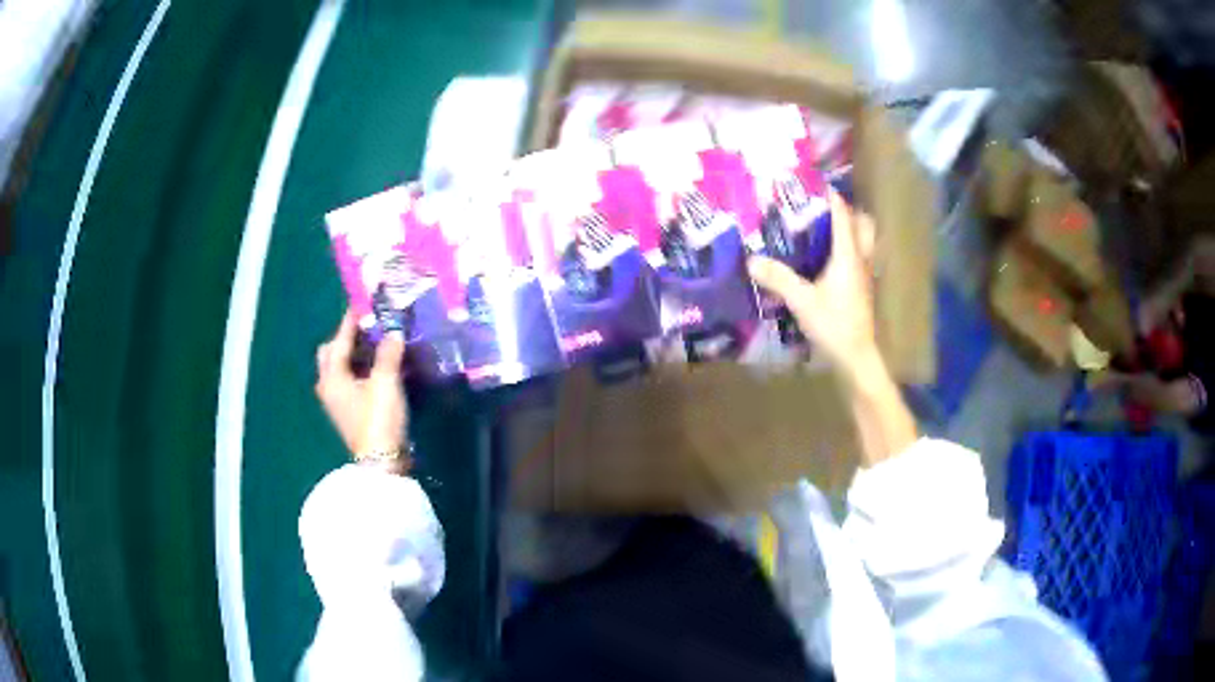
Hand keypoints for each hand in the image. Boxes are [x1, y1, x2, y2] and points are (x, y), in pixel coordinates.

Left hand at [315, 311, 407, 464]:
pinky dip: (359, 370)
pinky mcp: (347, 412)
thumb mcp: (386, 381)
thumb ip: (388, 352)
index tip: (362, 303)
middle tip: (367, 329)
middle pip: (331, 353)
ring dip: (354, 355)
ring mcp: (336, 401)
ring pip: (340, 368)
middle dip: (346, 339)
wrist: (382, 460)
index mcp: (332, 375)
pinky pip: (348, 381)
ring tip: (375, 345)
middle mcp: (328, 385)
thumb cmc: (378, 418)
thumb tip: (394, 332)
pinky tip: (377, 368)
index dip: (351, 321)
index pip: (339, 340)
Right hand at [749, 190, 877, 377]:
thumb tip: (751, 259)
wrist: (856, 357)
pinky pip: (860, 259)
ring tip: (827, 229)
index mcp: (848, 256)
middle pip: (864, 225)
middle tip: (826, 209)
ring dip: (852, 231)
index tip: (816, 183)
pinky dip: (849, 251)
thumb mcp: (802, 301)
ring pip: (865, 243)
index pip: (843, 216)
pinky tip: (829, 261)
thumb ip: (779, 278)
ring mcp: (865, 276)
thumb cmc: (834, 324)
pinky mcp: (862, 290)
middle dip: (849, 212)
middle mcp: (861, 260)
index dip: (832, 197)